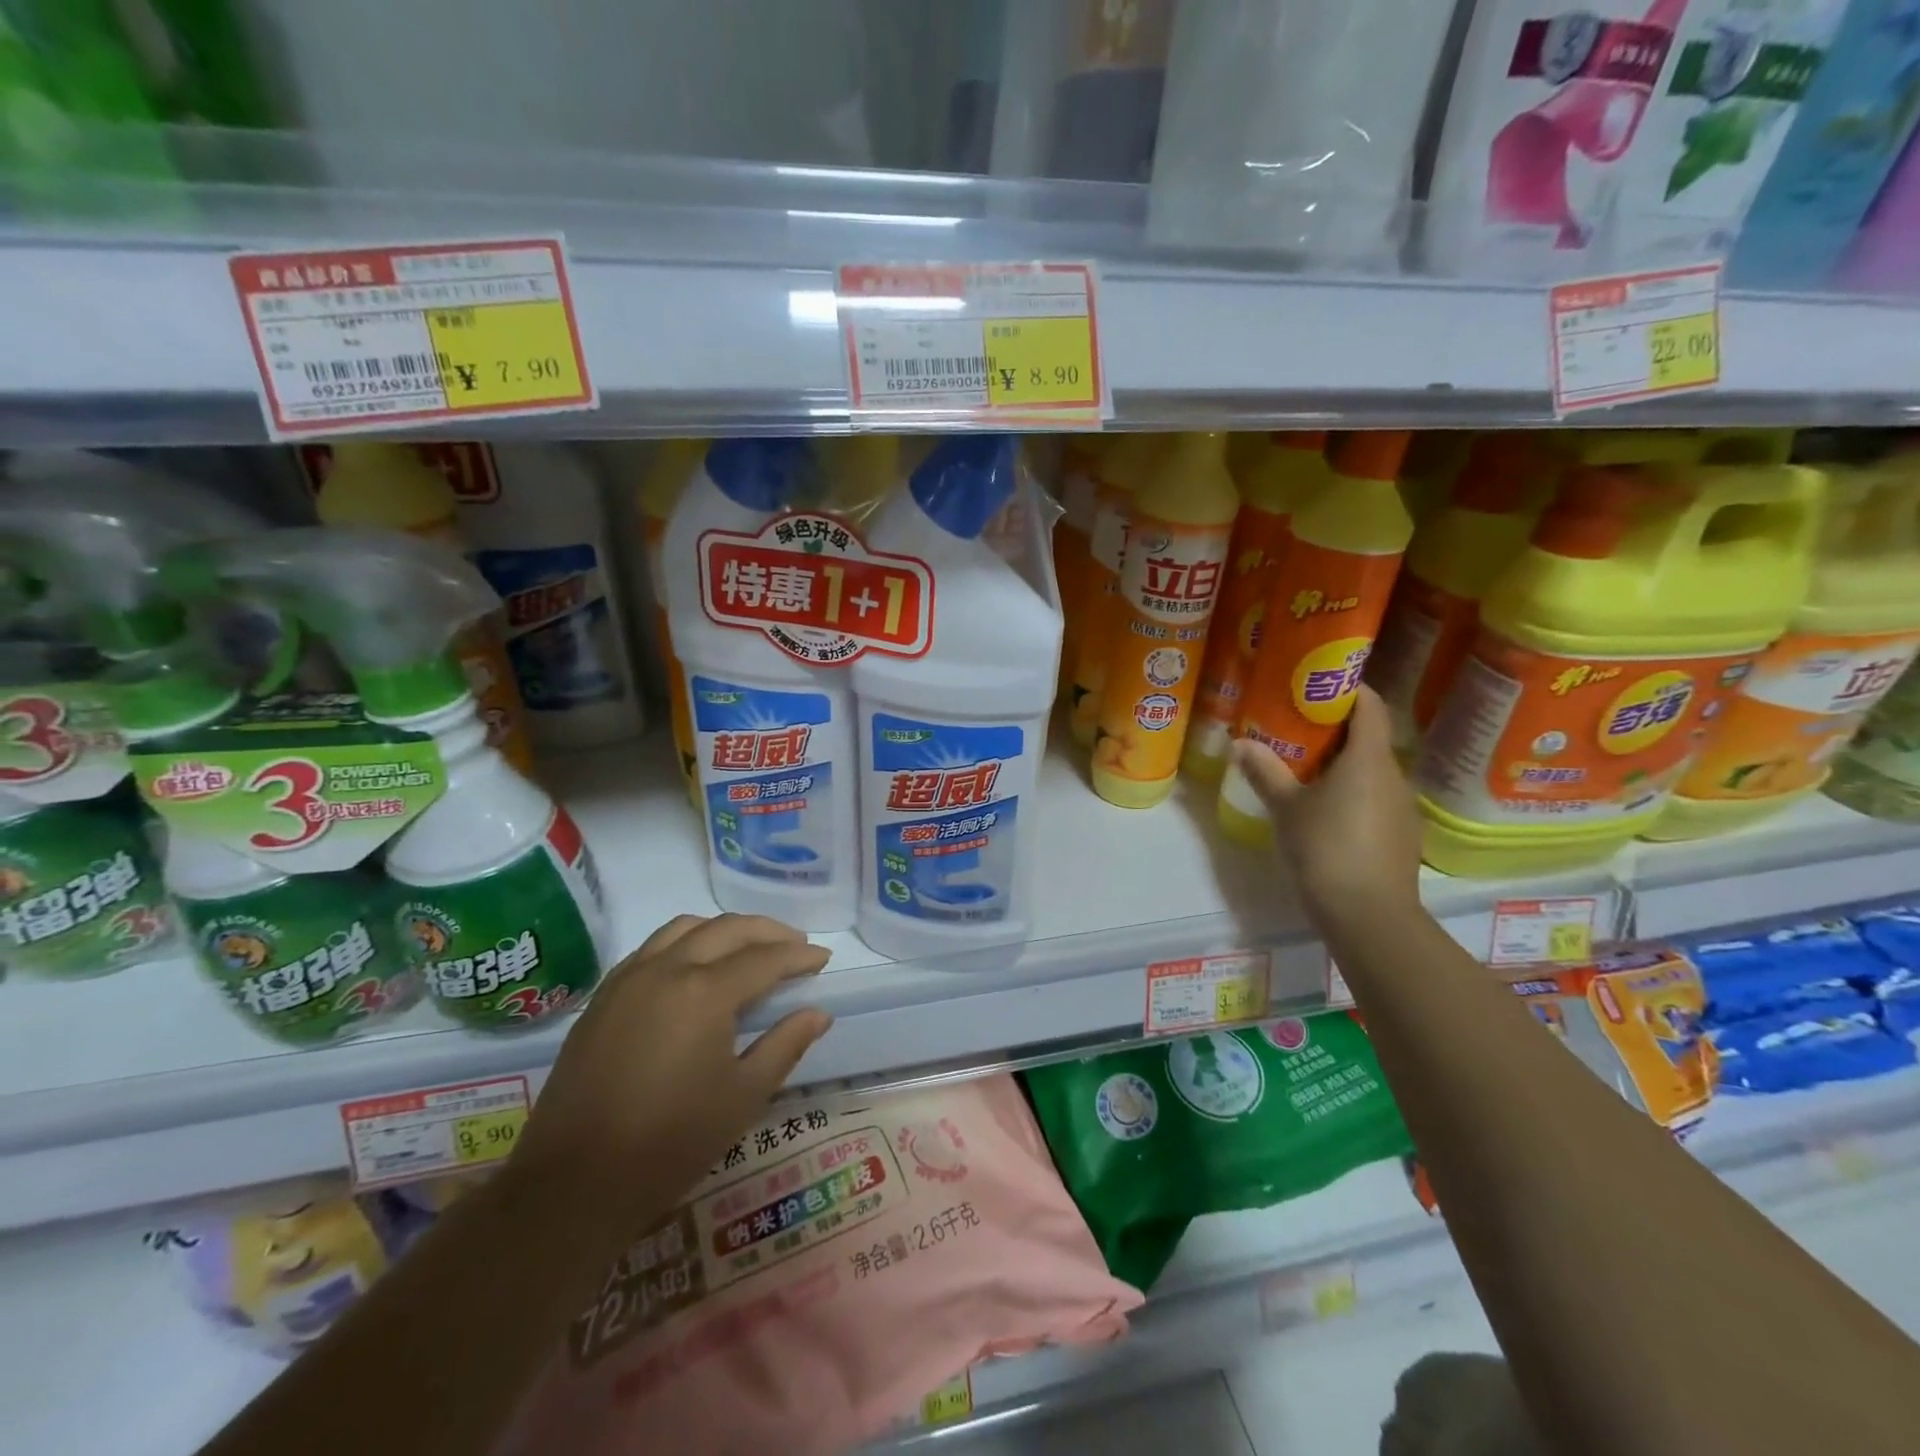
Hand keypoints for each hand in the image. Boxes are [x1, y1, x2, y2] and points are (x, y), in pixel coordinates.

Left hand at [510, 914, 831, 1238]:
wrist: (573, 1183)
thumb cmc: (671, 1142)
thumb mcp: (743, 1096)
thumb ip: (785, 1045)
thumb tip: (818, 1013)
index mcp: (705, 991)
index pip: (765, 958)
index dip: (799, 956)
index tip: (822, 958)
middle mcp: (666, 969)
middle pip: (726, 929)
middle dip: (767, 932)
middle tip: (795, 944)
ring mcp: (628, 979)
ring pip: (684, 928)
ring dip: (723, 930)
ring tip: (746, 948)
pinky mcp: (602, 997)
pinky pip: (651, 948)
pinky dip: (683, 943)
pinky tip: (693, 967)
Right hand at [1232, 685, 1422, 931]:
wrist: (1368, 915)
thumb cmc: (1326, 848)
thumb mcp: (1286, 808)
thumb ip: (1265, 771)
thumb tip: (1240, 743)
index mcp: (1369, 759)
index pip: (1370, 706)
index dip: (1348, 688)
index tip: (1317, 685)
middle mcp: (1394, 775)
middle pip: (1369, 738)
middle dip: (1334, 730)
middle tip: (1295, 729)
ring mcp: (1402, 807)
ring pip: (1372, 771)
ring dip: (1343, 764)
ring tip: (1305, 770)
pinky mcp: (1402, 835)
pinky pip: (1376, 799)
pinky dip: (1353, 793)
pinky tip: (1326, 812)